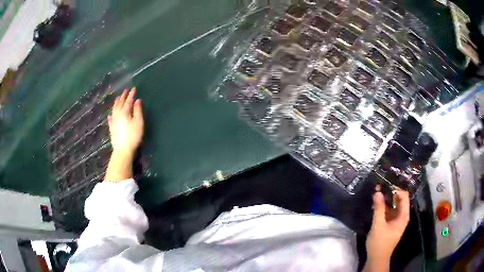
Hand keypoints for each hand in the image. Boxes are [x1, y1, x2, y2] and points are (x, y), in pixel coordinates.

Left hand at [105, 88, 143, 181]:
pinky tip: (110, 115)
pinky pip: (110, 120)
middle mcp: (117, 115)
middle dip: (123, 97)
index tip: (134, 88)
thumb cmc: (133, 136)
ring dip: (116, 103)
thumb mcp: (139, 123)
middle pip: (120, 104)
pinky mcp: (112, 129)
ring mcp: (113, 122)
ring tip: (117, 98)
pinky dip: (111, 116)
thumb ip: (138, 111)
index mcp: (125, 112)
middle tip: (125, 91)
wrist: (123, 150)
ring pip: (114, 110)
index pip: (128, 101)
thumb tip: (137, 101)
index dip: (131, 95)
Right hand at [364, 187, 409, 271]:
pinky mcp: (390, 225)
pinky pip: (389, 212)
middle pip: (399, 200)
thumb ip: (379, 208)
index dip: (396, 189)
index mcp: (403, 216)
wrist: (377, 259)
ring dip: (385, 201)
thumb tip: (378, 191)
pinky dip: (383, 208)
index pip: (404, 196)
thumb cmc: (380, 242)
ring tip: (375, 196)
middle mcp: (402, 216)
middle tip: (379, 189)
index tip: (385, 186)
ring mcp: (396, 221)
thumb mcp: (378, 224)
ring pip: (393, 206)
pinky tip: (375, 207)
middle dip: (390, 194)